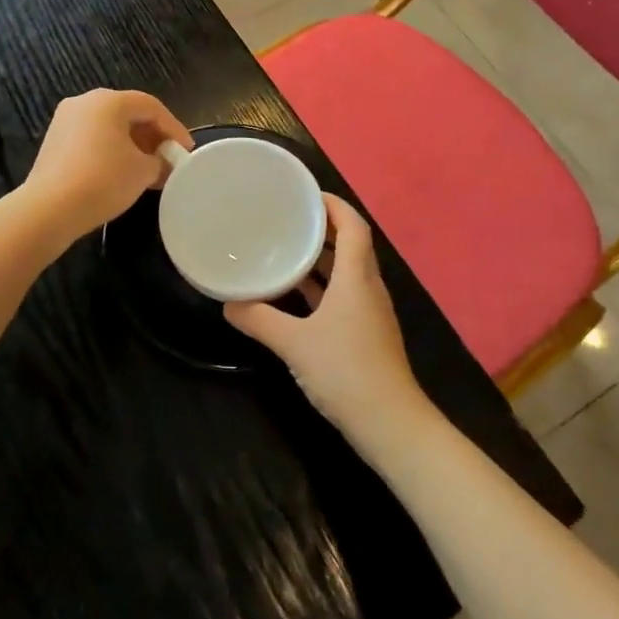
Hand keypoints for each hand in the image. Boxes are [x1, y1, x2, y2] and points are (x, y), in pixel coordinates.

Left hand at [23, 89, 193, 244]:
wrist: (49, 209)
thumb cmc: (103, 180)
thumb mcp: (143, 171)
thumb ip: (161, 162)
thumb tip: (164, 164)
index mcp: (109, 100)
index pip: (151, 107)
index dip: (174, 128)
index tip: (186, 151)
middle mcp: (85, 102)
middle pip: (129, 114)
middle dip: (153, 137)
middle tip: (169, 159)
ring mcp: (65, 120)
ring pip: (109, 127)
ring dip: (133, 145)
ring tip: (149, 170)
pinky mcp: (54, 141)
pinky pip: (92, 139)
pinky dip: (112, 151)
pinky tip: (122, 174)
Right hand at [225, 196, 435, 448]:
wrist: (391, 424)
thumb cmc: (346, 372)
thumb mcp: (294, 344)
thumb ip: (259, 320)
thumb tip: (228, 303)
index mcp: (356, 277)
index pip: (353, 225)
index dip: (333, 204)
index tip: (304, 193)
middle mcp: (367, 287)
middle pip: (350, 244)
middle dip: (321, 228)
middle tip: (286, 218)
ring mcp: (370, 312)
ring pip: (346, 272)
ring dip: (321, 259)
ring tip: (285, 249)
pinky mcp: (366, 334)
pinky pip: (343, 295)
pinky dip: (322, 287)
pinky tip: (295, 296)